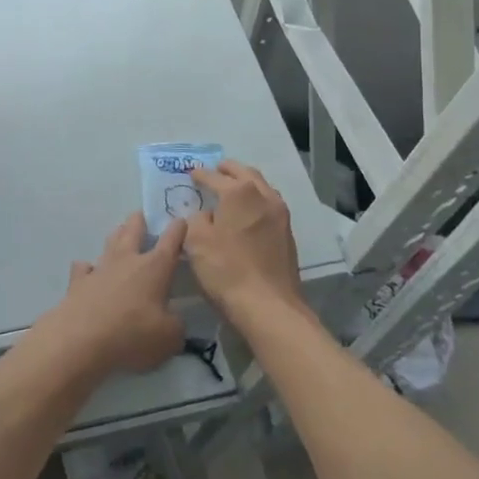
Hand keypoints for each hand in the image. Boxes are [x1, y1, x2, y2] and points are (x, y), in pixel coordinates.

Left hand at [32, 213, 187, 378]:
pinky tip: (89, 271)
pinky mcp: (79, 281)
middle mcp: (127, 260)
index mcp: (154, 268)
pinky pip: (84, 267)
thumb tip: (172, 318)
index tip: (181, 219)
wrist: (82, 339)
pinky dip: (88, 267)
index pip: (170, 241)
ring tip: (120, 233)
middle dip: (140, 220)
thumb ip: (175, 324)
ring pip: (110, 241)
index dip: (177, 229)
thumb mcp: (169, 338)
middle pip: (133, 229)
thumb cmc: (132, 335)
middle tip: (142, 215)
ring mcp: (100, 267)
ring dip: (117, 235)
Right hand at [184, 161, 308, 324]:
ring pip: (262, 187)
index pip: (214, 176)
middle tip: (215, 171)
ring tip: (232, 189)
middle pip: (244, 173)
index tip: (191, 173)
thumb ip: (196, 219)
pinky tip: (248, 213)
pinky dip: (257, 200)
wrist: (269, 307)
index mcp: (239, 192)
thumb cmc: (227, 270)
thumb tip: (205, 215)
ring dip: (246, 183)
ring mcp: (280, 214)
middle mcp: (263, 195)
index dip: (200, 174)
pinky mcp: (288, 234)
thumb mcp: (196, 242)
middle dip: (227, 170)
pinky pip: (270, 205)